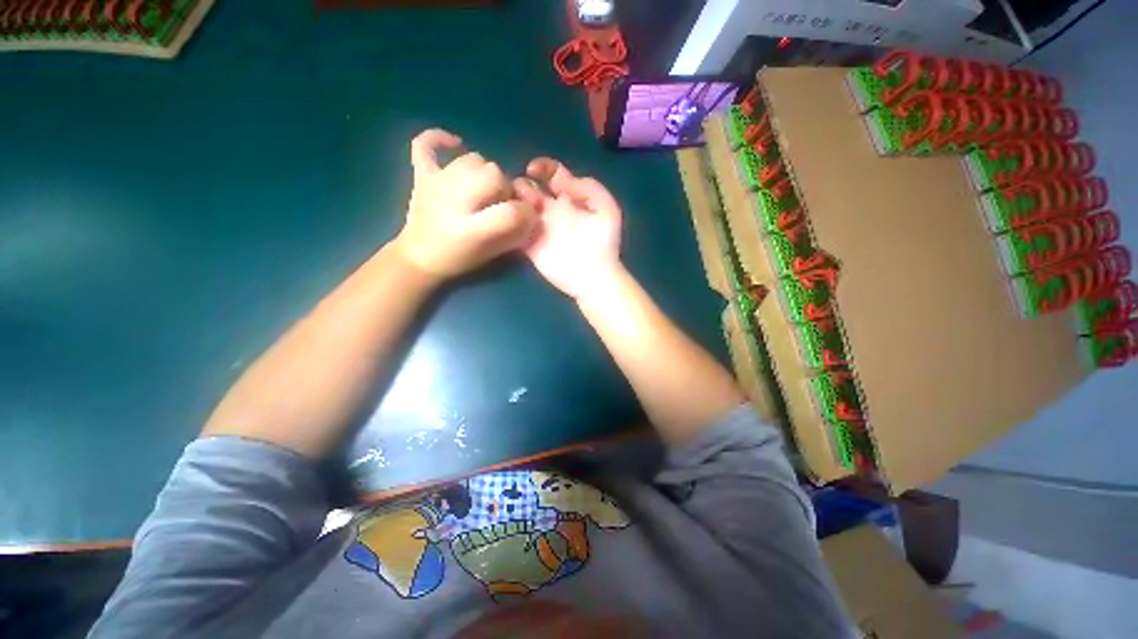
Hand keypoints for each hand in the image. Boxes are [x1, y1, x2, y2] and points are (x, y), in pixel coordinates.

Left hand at [394, 129, 537, 278]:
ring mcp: (436, 184)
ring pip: (474, 159)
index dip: (526, 212)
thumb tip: (532, 214)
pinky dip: (439, 139)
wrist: (419, 258)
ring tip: (483, 188)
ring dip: (486, 172)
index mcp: (471, 230)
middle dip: (506, 188)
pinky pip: (425, 145)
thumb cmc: (458, 259)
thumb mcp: (492, 254)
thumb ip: (514, 233)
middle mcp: (454, 202)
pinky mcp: (422, 175)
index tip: (526, 218)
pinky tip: (455, 144)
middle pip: (495, 174)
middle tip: (500, 203)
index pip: (512, 211)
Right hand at [514, 158, 622, 299]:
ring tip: (516, 204)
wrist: (593, 275)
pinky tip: (509, 217)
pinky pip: (513, 229)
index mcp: (569, 199)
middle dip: (523, 184)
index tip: (533, 169)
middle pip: (530, 189)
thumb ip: (588, 187)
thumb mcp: (606, 208)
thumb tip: (561, 179)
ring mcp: (539, 228)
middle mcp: (552, 211)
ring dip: (512, 200)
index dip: (543, 167)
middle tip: (526, 194)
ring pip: (518, 207)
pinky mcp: (529, 246)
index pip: (552, 174)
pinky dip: (508, 221)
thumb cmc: (603, 242)